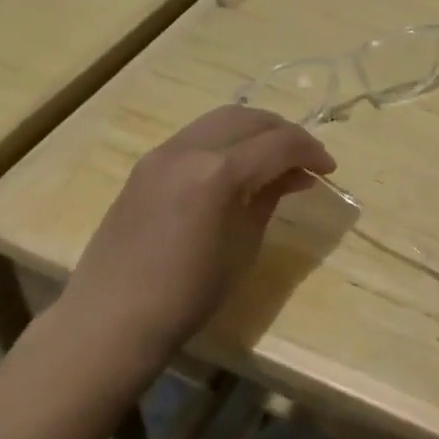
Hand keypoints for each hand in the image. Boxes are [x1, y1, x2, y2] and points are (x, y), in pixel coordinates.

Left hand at [57, 105, 334, 359]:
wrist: (111, 319)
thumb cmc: (187, 295)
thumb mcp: (243, 247)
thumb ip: (269, 198)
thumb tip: (294, 175)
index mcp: (219, 172)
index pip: (279, 143)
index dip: (311, 151)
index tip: (328, 170)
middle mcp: (190, 148)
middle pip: (251, 119)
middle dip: (285, 133)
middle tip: (306, 160)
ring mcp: (163, 152)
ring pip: (222, 118)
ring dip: (255, 131)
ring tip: (274, 158)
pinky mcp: (147, 163)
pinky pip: (197, 134)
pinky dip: (226, 139)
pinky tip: (237, 166)